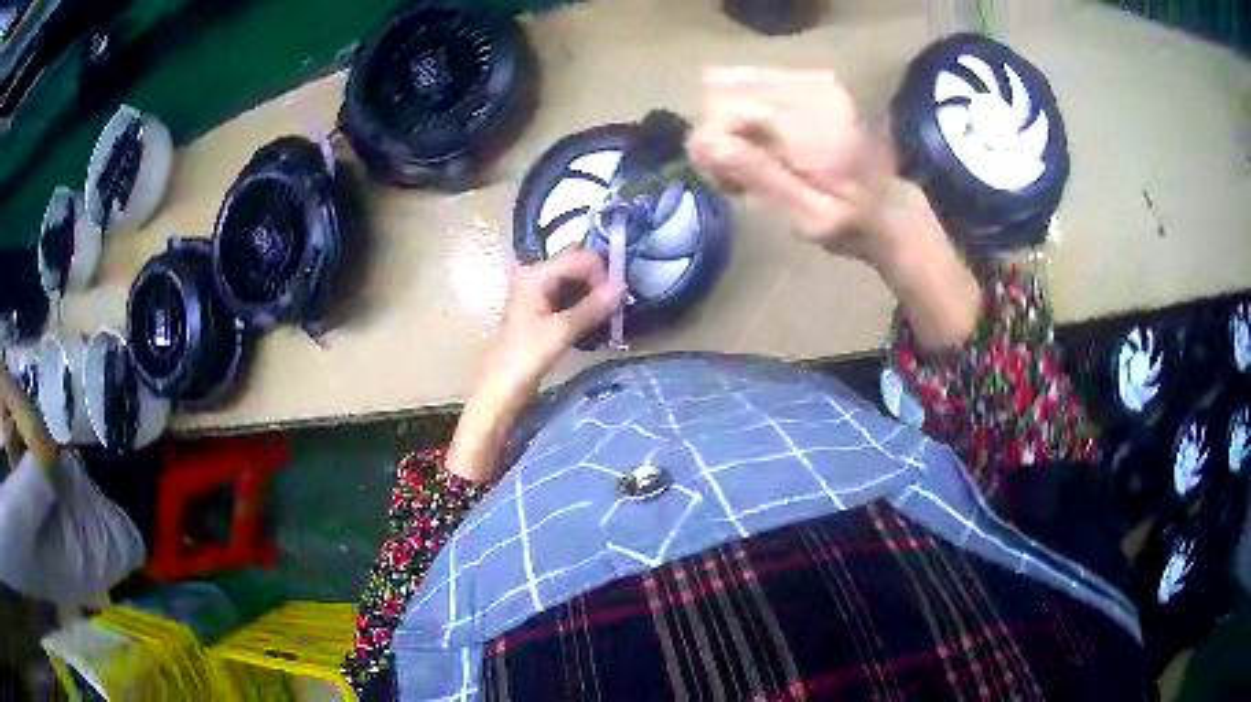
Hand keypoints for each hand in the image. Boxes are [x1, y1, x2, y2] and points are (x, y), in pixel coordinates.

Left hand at [489, 248, 624, 396]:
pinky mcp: (540, 308)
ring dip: (593, 296)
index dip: (602, 274)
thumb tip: (621, 287)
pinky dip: (583, 306)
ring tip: (609, 316)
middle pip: (577, 267)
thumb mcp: (562, 331)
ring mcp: (536, 291)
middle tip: (616, 308)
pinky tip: (595, 321)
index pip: (580, 258)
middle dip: (599, 284)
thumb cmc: (527, 356)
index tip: (616, 299)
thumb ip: (592, 307)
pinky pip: (568, 297)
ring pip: (574, 283)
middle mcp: (535, 275)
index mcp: (537, 274)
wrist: (502, 385)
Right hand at [688, 67, 894, 261]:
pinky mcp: (810, 79)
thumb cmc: (854, 223)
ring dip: (729, 122)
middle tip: (735, 175)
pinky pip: (752, 82)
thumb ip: (761, 176)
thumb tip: (707, 144)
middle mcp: (815, 88)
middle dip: (718, 132)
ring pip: (734, 83)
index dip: (712, 144)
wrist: (893, 207)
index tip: (723, 181)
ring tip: (749, 160)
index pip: (730, 109)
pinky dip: (745, 112)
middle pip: (726, 90)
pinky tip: (760, 141)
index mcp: (818, 125)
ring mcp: (814, 79)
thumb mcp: (810, 217)